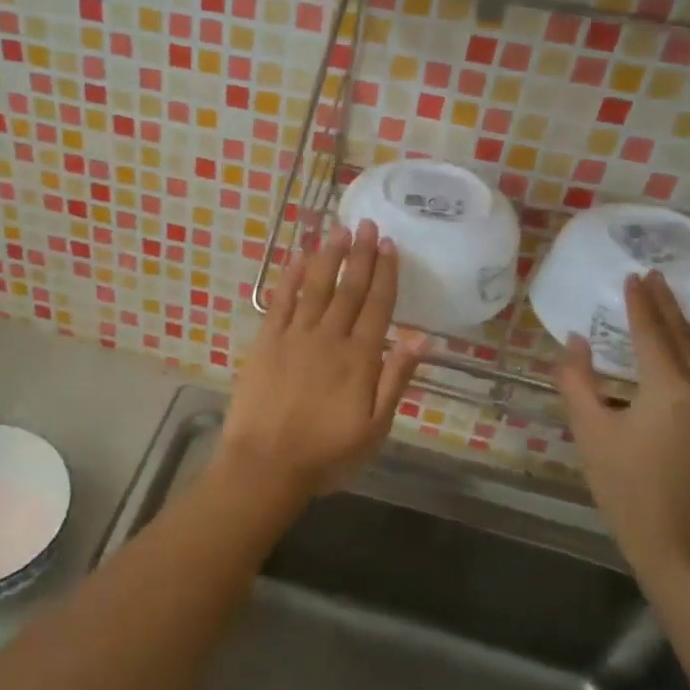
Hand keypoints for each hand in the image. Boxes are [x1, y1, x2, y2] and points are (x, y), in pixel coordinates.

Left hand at [222, 221, 426, 498]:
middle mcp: (329, 338)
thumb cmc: (327, 453)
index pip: (378, 306)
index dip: (385, 273)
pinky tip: (298, 257)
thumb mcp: (375, 428)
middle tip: (368, 224)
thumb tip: (423, 338)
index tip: (390, 245)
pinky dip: (290, 277)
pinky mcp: (266, 341)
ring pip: (315, 287)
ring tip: (339, 230)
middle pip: (348, 289)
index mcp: (360, 358)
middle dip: (360, 255)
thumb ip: (397, 379)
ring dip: (328, 257)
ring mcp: (294, 336)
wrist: (266, 464)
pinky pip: (280, 301)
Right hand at [556, 271, 689, 581]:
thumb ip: (578, 380)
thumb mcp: (590, 431)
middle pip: (688, 337)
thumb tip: (576, 342)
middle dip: (668, 307)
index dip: (641, 303)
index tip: (634, 276)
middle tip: (655, 279)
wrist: (680, 544)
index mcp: (670, 388)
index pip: (653, 332)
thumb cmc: (625, 487)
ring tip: (678, 314)